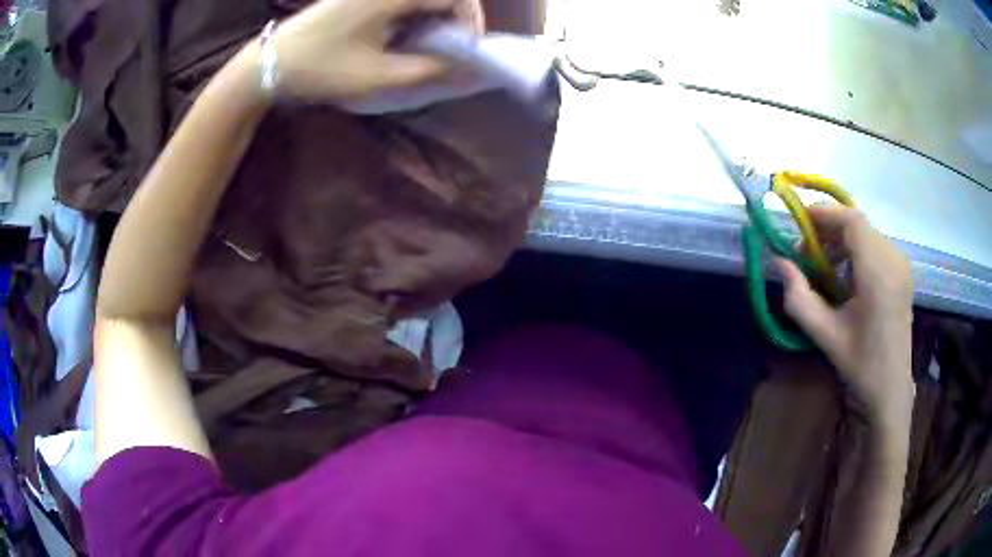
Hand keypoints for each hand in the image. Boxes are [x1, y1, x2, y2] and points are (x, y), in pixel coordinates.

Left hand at [269, 0, 482, 101]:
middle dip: (456, 17)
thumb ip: (427, 69)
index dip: (471, 20)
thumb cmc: (321, 68)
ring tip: (429, 46)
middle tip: (452, 48)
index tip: (468, 49)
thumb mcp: (376, 76)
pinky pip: (401, 1)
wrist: (271, 63)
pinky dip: (413, 16)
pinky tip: (403, 37)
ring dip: (434, 16)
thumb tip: (464, 67)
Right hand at [775, 206, 913, 426]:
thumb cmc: (860, 365)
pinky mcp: (903, 271)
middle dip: (829, 228)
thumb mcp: (825, 335)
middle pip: (858, 224)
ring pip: (867, 233)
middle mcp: (894, 260)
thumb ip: (799, 298)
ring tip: (823, 264)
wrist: (890, 389)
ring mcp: (901, 264)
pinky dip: (855, 249)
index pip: (852, 222)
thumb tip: (779, 263)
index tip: (799, 222)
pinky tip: (844, 273)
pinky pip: (876, 245)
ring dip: (842, 239)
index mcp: (878, 274)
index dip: (824, 214)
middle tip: (806, 251)